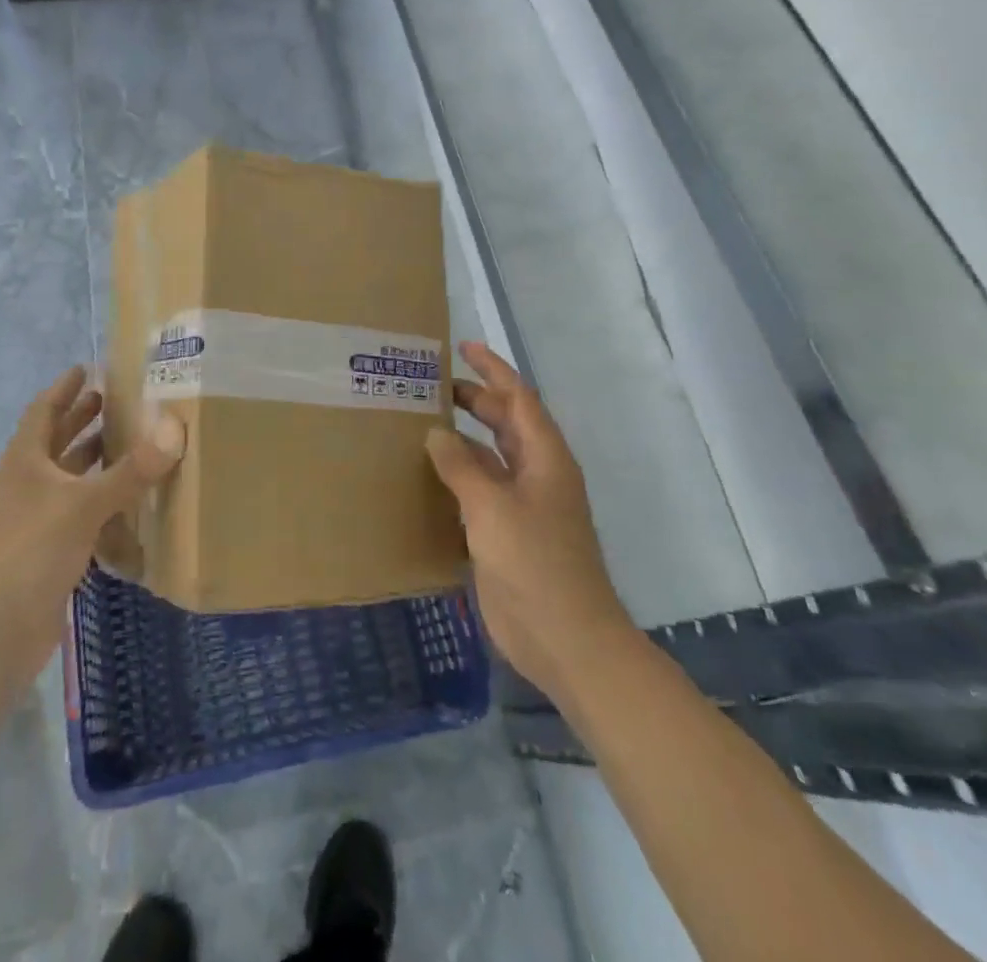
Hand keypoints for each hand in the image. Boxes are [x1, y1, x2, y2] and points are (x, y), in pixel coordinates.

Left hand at [0, 368, 185, 691]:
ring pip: (65, 480)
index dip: (63, 389)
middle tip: (112, 401)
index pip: (43, 411)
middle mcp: (26, 485)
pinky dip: (97, 502)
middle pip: (53, 442)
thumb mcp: (84, 505)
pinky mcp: (44, 553)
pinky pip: (75, 515)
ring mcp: (32, 520)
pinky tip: (125, 504)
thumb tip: (174, 429)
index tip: (85, 369)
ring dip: (90, 461)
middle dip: (80, 420)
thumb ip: (131, 471)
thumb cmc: (31, 550)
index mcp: (25, 462)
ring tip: (125, 444)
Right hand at [426, 341, 632, 699]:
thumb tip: (436, 432)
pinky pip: (479, 490)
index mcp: (545, 458)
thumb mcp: (492, 507)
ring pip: (490, 457)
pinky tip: (427, 474)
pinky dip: (457, 475)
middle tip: (430, 387)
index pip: (519, 398)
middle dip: (474, 400)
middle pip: (505, 423)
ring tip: (421, 422)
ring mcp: (523, 505)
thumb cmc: (535, 563)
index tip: (463, 348)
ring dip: (462, 438)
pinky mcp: (506, 533)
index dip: (493, 370)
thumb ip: (461, 466)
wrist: (565, 638)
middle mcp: (536, 474)